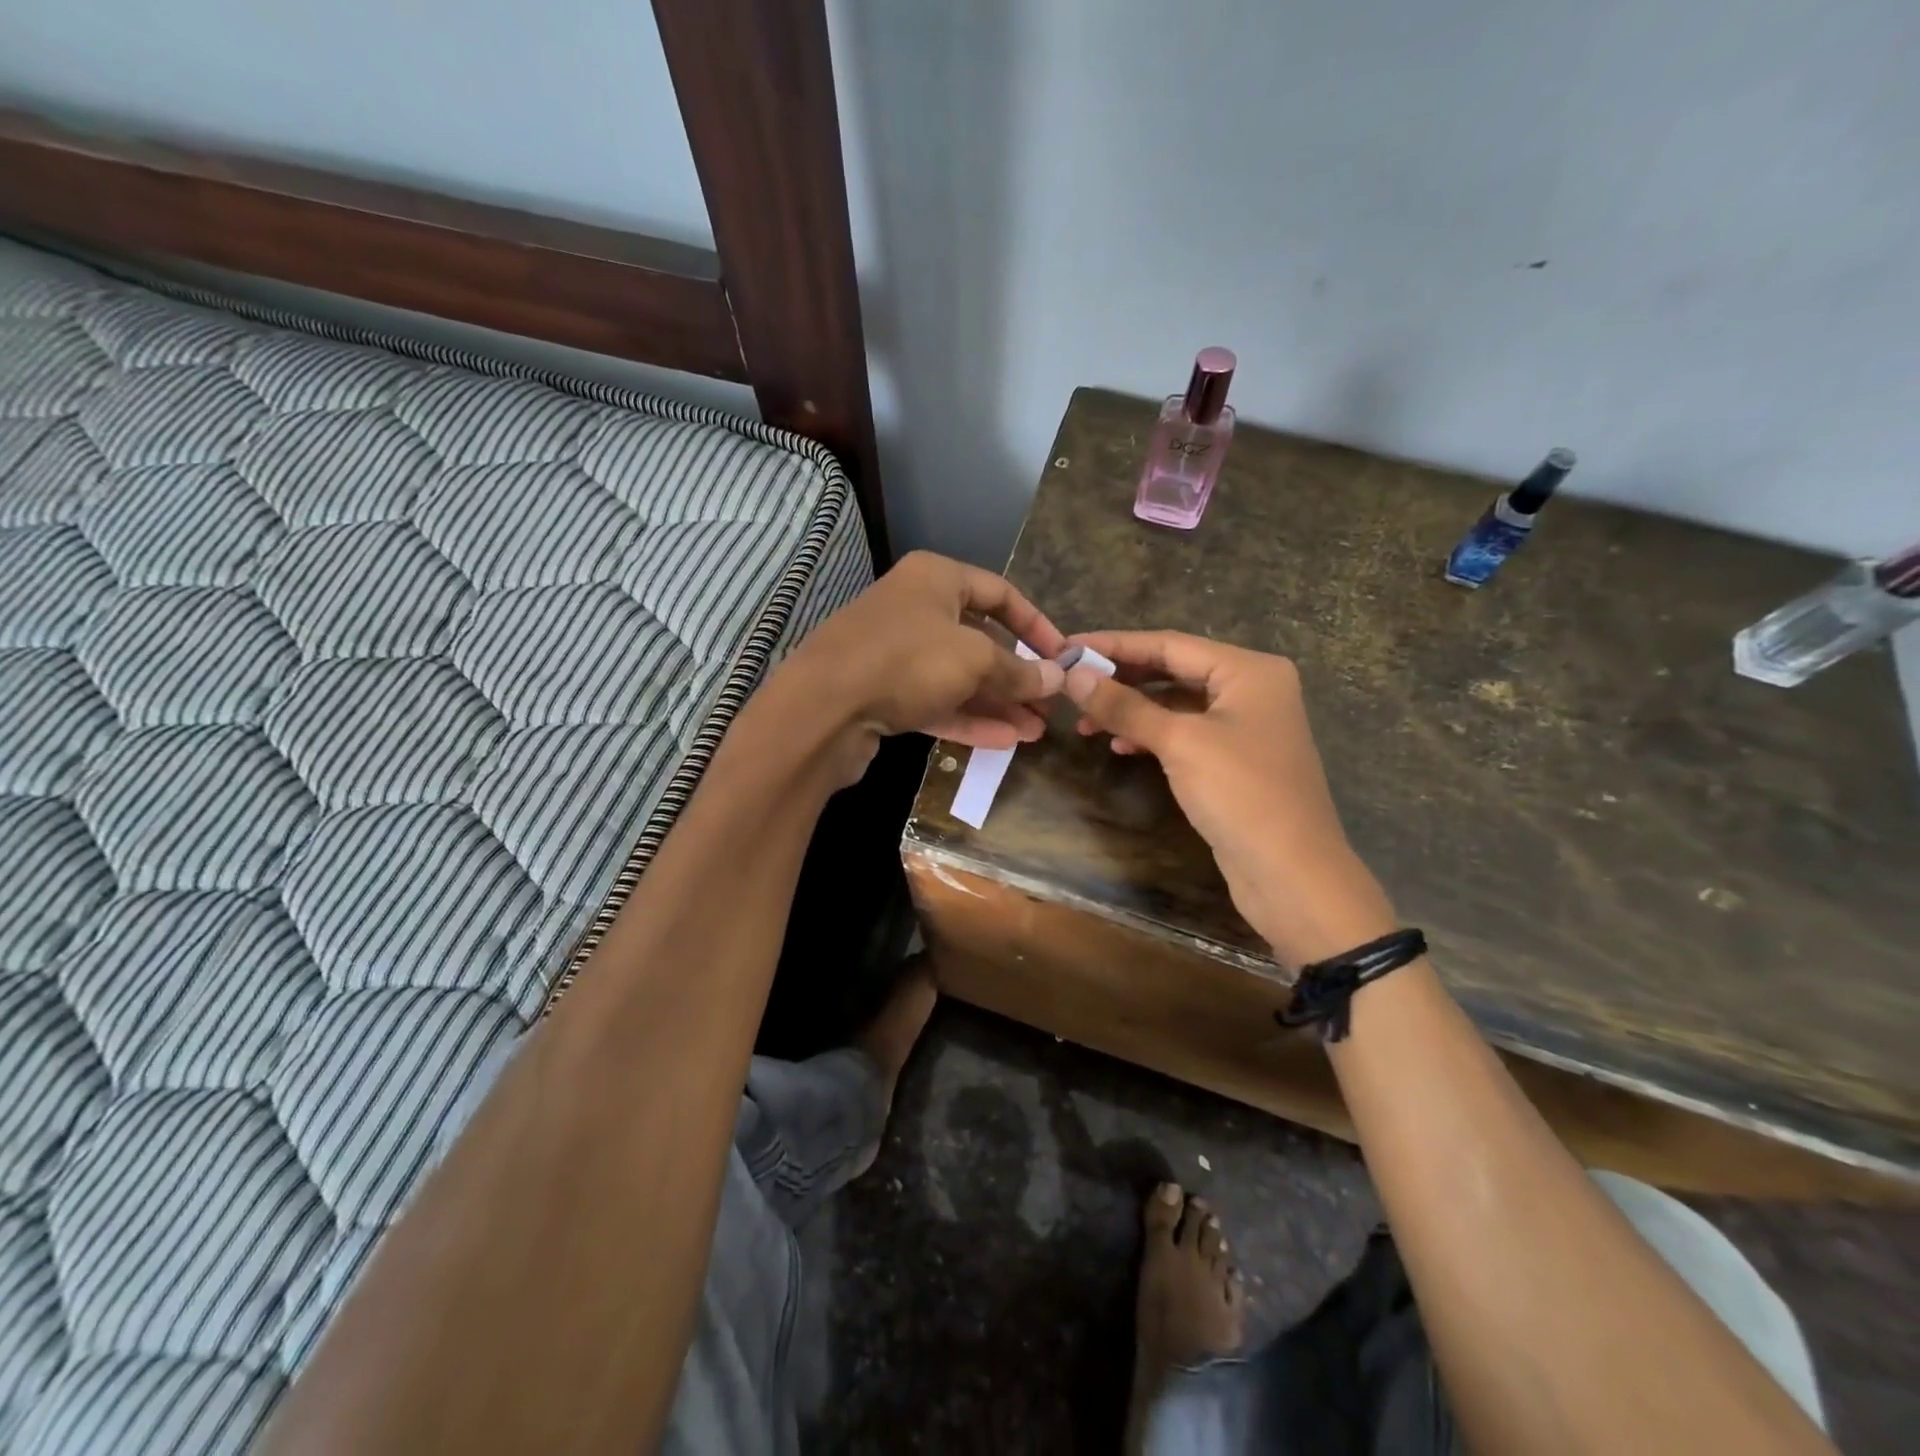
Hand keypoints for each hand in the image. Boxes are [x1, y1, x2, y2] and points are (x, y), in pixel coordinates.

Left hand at [777, 551, 1067, 776]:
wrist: (822, 708)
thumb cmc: (906, 661)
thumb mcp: (974, 659)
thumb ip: (1018, 670)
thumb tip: (1057, 677)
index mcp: (935, 578)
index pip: (1000, 593)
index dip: (1036, 625)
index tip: (1063, 656)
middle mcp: (915, 609)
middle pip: (979, 639)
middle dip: (1017, 675)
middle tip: (1049, 704)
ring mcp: (896, 653)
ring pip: (958, 676)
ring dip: (997, 703)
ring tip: (1035, 730)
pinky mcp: (883, 693)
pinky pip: (936, 702)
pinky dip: (969, 718)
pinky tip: (1005, 742)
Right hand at [1062, 631, 1394, 966]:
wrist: (1292, 874)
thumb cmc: (1241, 794)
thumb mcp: (1179, 742)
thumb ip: (1126, 706)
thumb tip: (1074, 676)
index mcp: (1249, 670)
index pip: (1170, 644)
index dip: (1115, 646)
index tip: (1068, 648)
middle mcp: (1251, 689)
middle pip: (1173, 670)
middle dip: (1121, 679)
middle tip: (1072, 685)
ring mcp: (1245, 726)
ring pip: (1176, 704)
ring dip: (1132, 710)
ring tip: (1087, 722)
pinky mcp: (1235, 759)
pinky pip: (1185, 733)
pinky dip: (1152, 735)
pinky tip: (1121, 747)